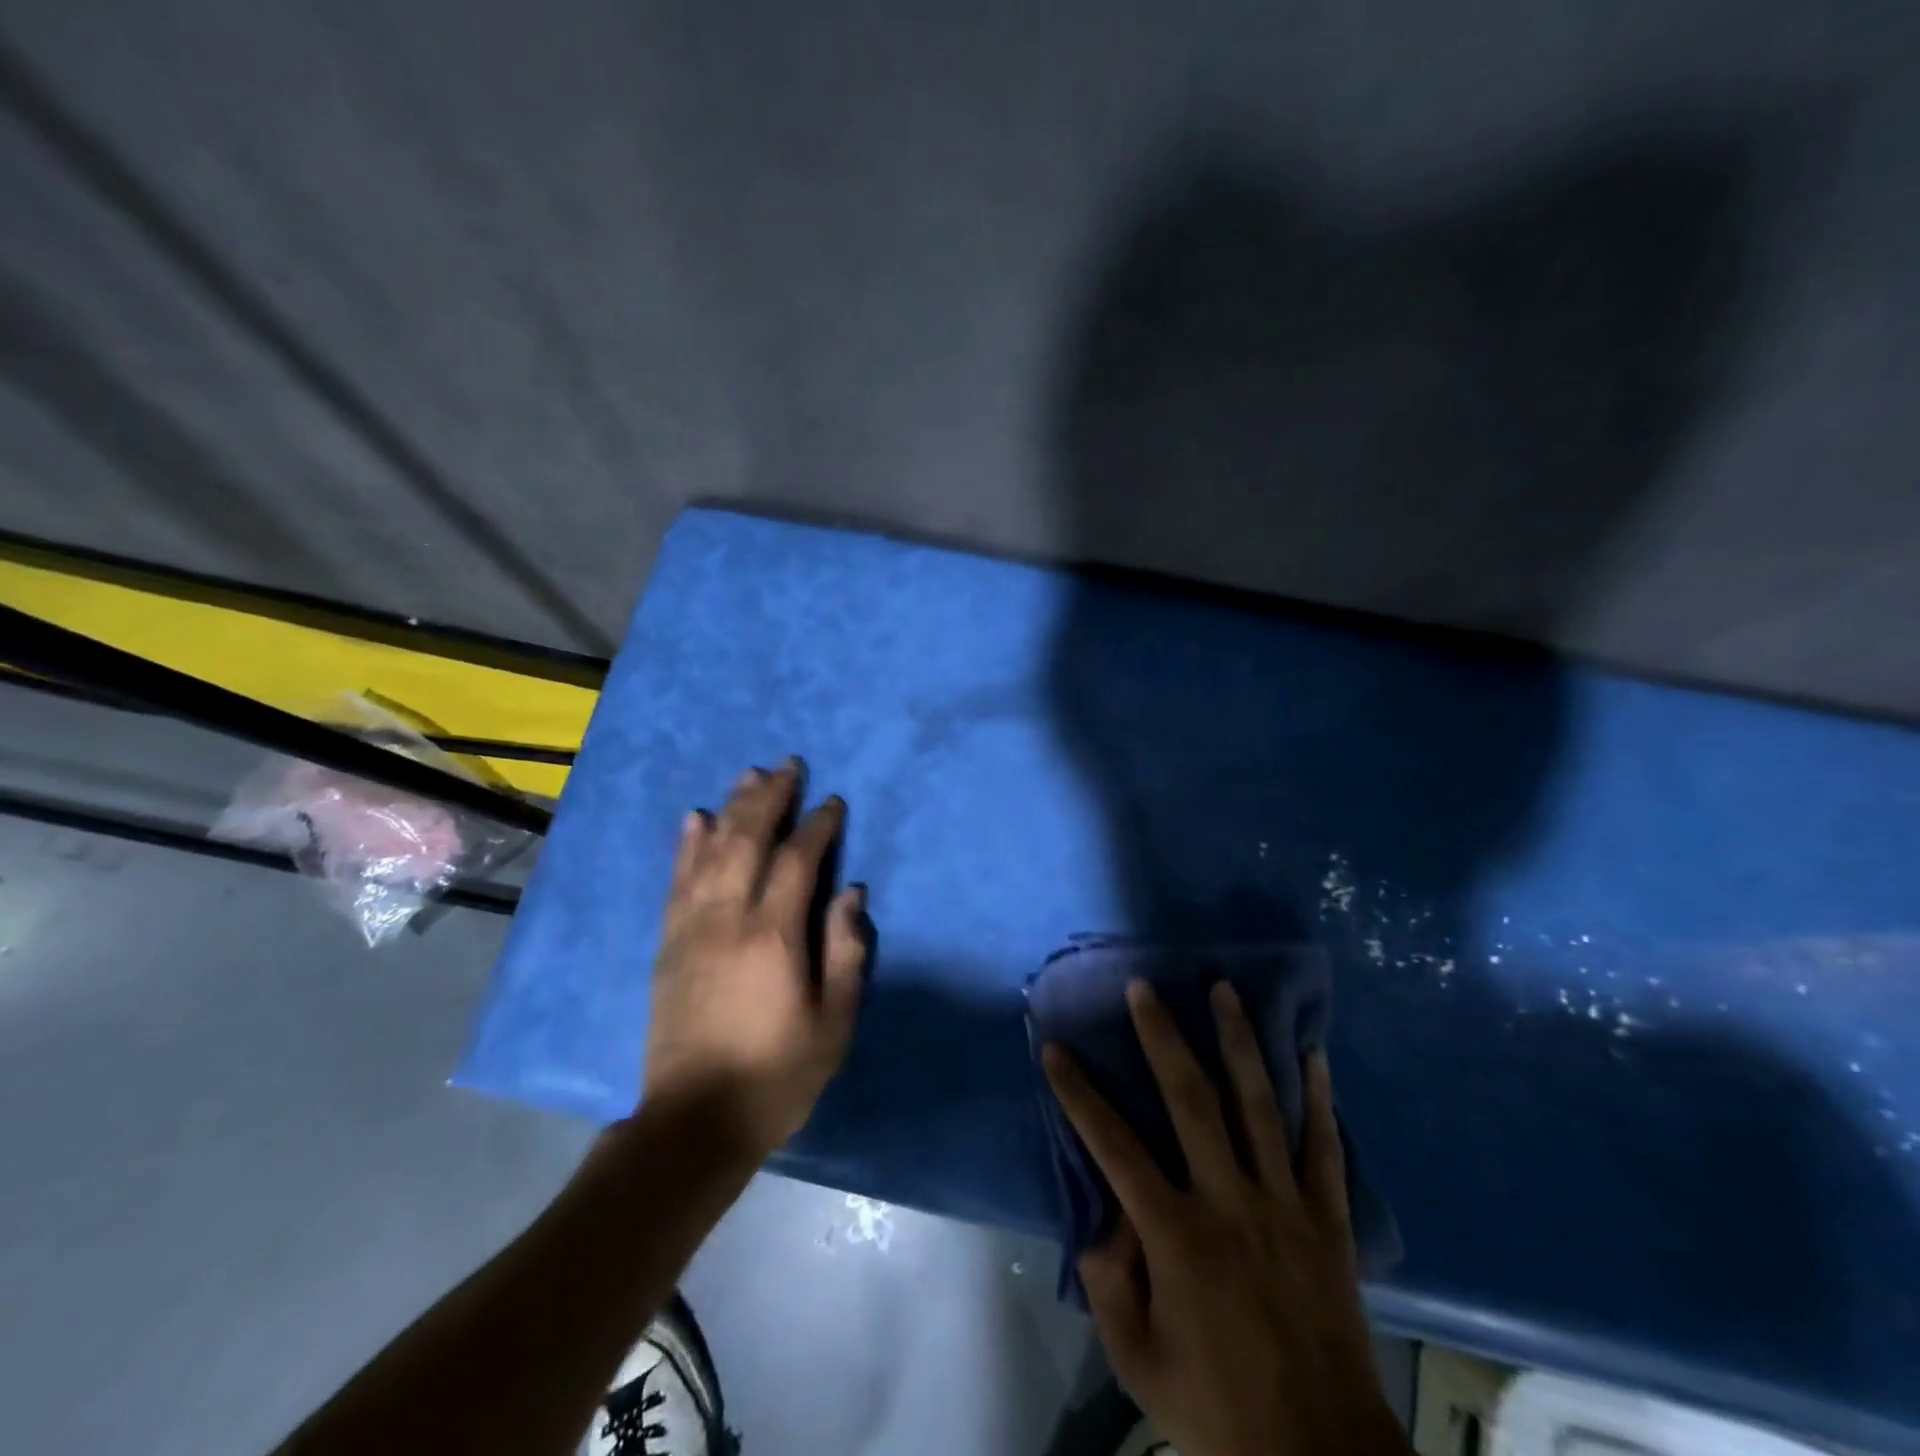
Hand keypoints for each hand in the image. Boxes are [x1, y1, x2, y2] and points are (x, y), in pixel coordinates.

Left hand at [642, 760, 868, 1157]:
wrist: (693, 1123)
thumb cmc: (777, 1075)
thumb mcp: (834, 1023)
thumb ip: (845, 952)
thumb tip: (850, 893)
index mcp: (774, 936)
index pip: (797, 861)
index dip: (817, 826)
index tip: (832, 802)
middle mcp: (727, 919)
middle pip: (748, 840)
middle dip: (770, 798)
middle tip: (788, 767)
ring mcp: (691, 929)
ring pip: (710, 851)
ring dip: (731, 808)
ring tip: (748, 775)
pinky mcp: (668, 944)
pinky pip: (676, 881)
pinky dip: (686, 845)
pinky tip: (694, 818)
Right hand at [1042, 981, 1406, 1455]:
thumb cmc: (1215, 1409)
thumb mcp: (1136, 1357)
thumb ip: (1108, 1280)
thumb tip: (1100, 1213)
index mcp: (1176, 1236)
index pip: (1114, 1147)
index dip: (1079, 1094)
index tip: (1055, 1049)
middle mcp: (1229, 1202)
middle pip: (1191, 1101)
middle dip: (1163, 1037)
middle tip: (1144, 987)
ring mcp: (1284, 1205)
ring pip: (1259, 1106)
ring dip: (1238, 1042)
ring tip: (1224, 990)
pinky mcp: (1327, 1220)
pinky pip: (1324, 1147)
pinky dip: (1319, 1097)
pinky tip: (1312, 1051)